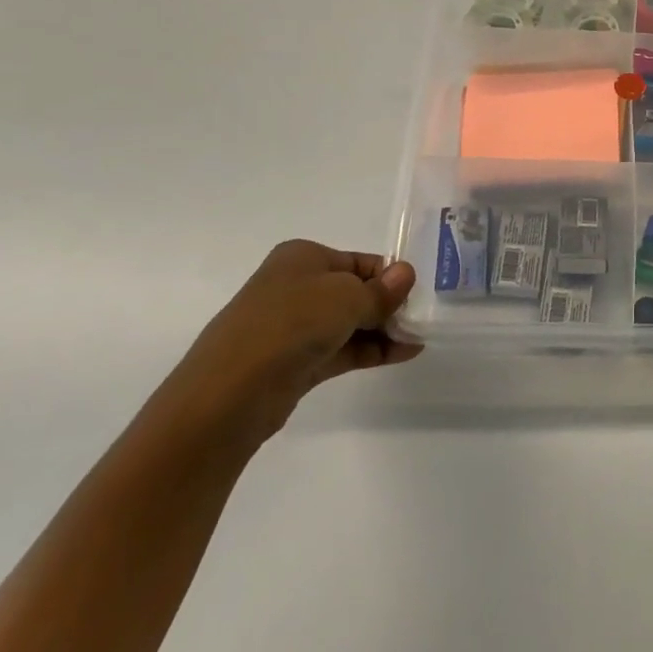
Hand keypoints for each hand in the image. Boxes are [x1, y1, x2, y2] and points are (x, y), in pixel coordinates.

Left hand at [159, 240, 419, 450]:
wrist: (229, 394)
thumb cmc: (290, 325)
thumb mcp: (347, 297)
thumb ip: (381, 290)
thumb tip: (406, 274)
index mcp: (303, 257)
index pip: (360, 261)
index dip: (391, 276)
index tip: (420, 295)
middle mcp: (296, 286)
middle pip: (355, 290)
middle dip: (389, 304)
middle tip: (423, 319)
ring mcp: (294, 326)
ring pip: (349, 322)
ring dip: (384, 329)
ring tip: (419, 338)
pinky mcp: (295, 362)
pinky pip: (342, 349)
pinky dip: (372, 350)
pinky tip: (404, 353)